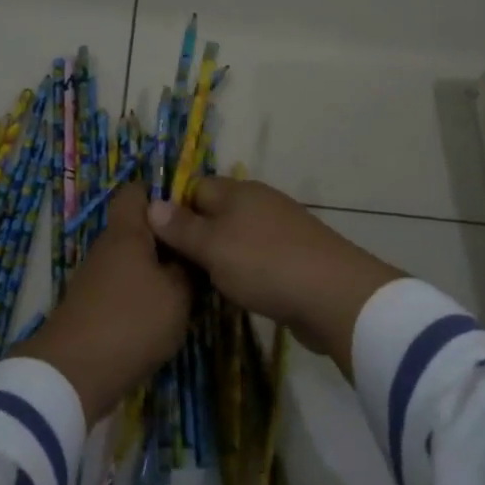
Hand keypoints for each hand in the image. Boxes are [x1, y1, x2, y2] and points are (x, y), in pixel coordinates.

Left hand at [11, 183, 189, 422]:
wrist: (74, 374)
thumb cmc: (132, 322)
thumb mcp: (177, 295)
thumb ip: (187, 268)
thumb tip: (188, 253)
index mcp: (127, 232)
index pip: (137, 192)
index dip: (163, 194)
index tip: (192, 211)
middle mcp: (107, 247)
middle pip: (139, 228)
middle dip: (168, 238)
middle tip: (201, 252)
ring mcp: (96, 277)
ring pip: (133, 259)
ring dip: (158, 269)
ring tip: (191, 285)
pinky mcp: (93, 305)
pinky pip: (125, 285)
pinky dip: (144, 293)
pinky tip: (165, 312)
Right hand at [147, 178, 402, 377]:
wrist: (334, 296)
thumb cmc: (265, 264)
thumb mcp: (213, 247)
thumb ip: (181, 227)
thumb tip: (150, 204)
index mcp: (238, 191)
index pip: (194, 188)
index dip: (172, 211)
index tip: (154, 242)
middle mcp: (259, 202)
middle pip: (215, 213)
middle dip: (194, 237)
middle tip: (171, 269)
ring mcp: (280, 229)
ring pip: (235, 237)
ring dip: (218, 258)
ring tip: (197, 285)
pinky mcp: (294, 257)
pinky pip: (256, 258)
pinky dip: (243, 272)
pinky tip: (234, 292)